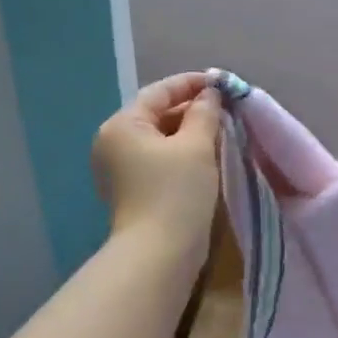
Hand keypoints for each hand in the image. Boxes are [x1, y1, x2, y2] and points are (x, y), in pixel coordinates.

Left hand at [92, 72, 221, 256]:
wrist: (158, 254)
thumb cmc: (176, 193)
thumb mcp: (196, 146)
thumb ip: (204, 113)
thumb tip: (210, 95)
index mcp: (122, 125)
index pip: (159, 92)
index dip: (191, 83)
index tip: (221, 83)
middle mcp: (113, 142)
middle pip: (155, 114)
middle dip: (190, 109)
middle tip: (225, 108)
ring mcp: (119, 169)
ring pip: (158, 138)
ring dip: (187, 131)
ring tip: (220, 129)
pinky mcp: (130, 190)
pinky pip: (157, 159)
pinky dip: (180, 152)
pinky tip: (205, 154)